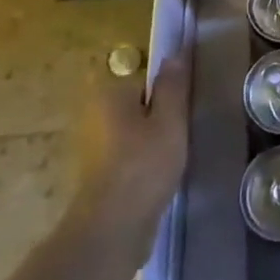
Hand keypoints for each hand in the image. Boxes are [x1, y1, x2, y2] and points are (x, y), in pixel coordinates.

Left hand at [73, 52, 189, 226]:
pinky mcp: (97, 174)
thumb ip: (174, 85)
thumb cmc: (144, 165)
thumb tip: (176, 52)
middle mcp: (95, 114)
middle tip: (183, 134)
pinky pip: (128, 155)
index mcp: (111, 94)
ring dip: (152, 141)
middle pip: (139, 106)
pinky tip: (159, 176)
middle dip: (159, 117)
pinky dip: (142, 161)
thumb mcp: (170, 120)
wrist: (113, 227)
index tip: (186, 111)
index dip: (169, 94)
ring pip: (134, 132)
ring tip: (175, 157)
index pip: (147, 80)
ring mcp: (93, 146)